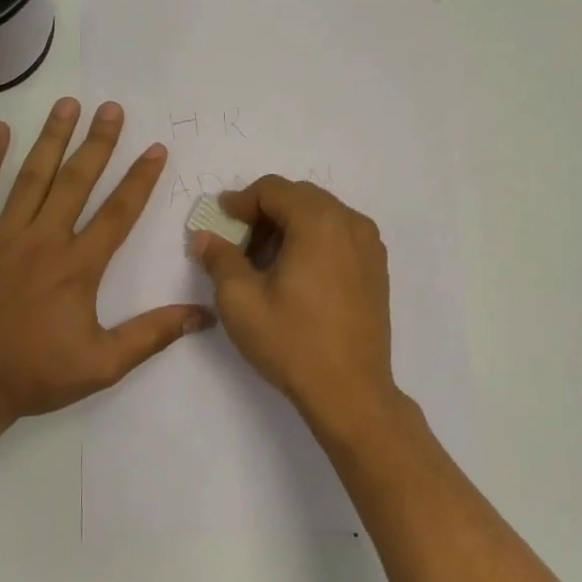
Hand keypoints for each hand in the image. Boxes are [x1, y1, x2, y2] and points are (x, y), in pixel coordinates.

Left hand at [0, 98, 211, 430]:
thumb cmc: (34, 376)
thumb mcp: (102, 366)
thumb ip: (152, 335)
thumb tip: (203, 314)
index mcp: (77, 267)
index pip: (117, 213)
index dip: (140, 179)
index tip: (155, 148)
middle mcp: (42, 241)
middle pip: (75, 182)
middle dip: (97, 143)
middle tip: (112, 108)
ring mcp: (1, 237)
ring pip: (31, 178)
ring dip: (51, 139)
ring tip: (67, 104)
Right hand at [191, 175, 401, 436]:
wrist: (350, 391)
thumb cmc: (291, 341)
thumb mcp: (240, 300)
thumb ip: (219, 258)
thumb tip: (205, 236)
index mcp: (319, 221)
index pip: (273, 189)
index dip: (240, 201)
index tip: (219, 221)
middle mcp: (351, 223)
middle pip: (299, 197)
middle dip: (264, 213)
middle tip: (237, 242)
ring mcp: (370, 246)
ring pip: (321, 216)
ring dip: (289, 226)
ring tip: (263, 261)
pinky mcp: (376, 269)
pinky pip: (339, 236)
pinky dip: (312, 241)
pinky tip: (294, 274)